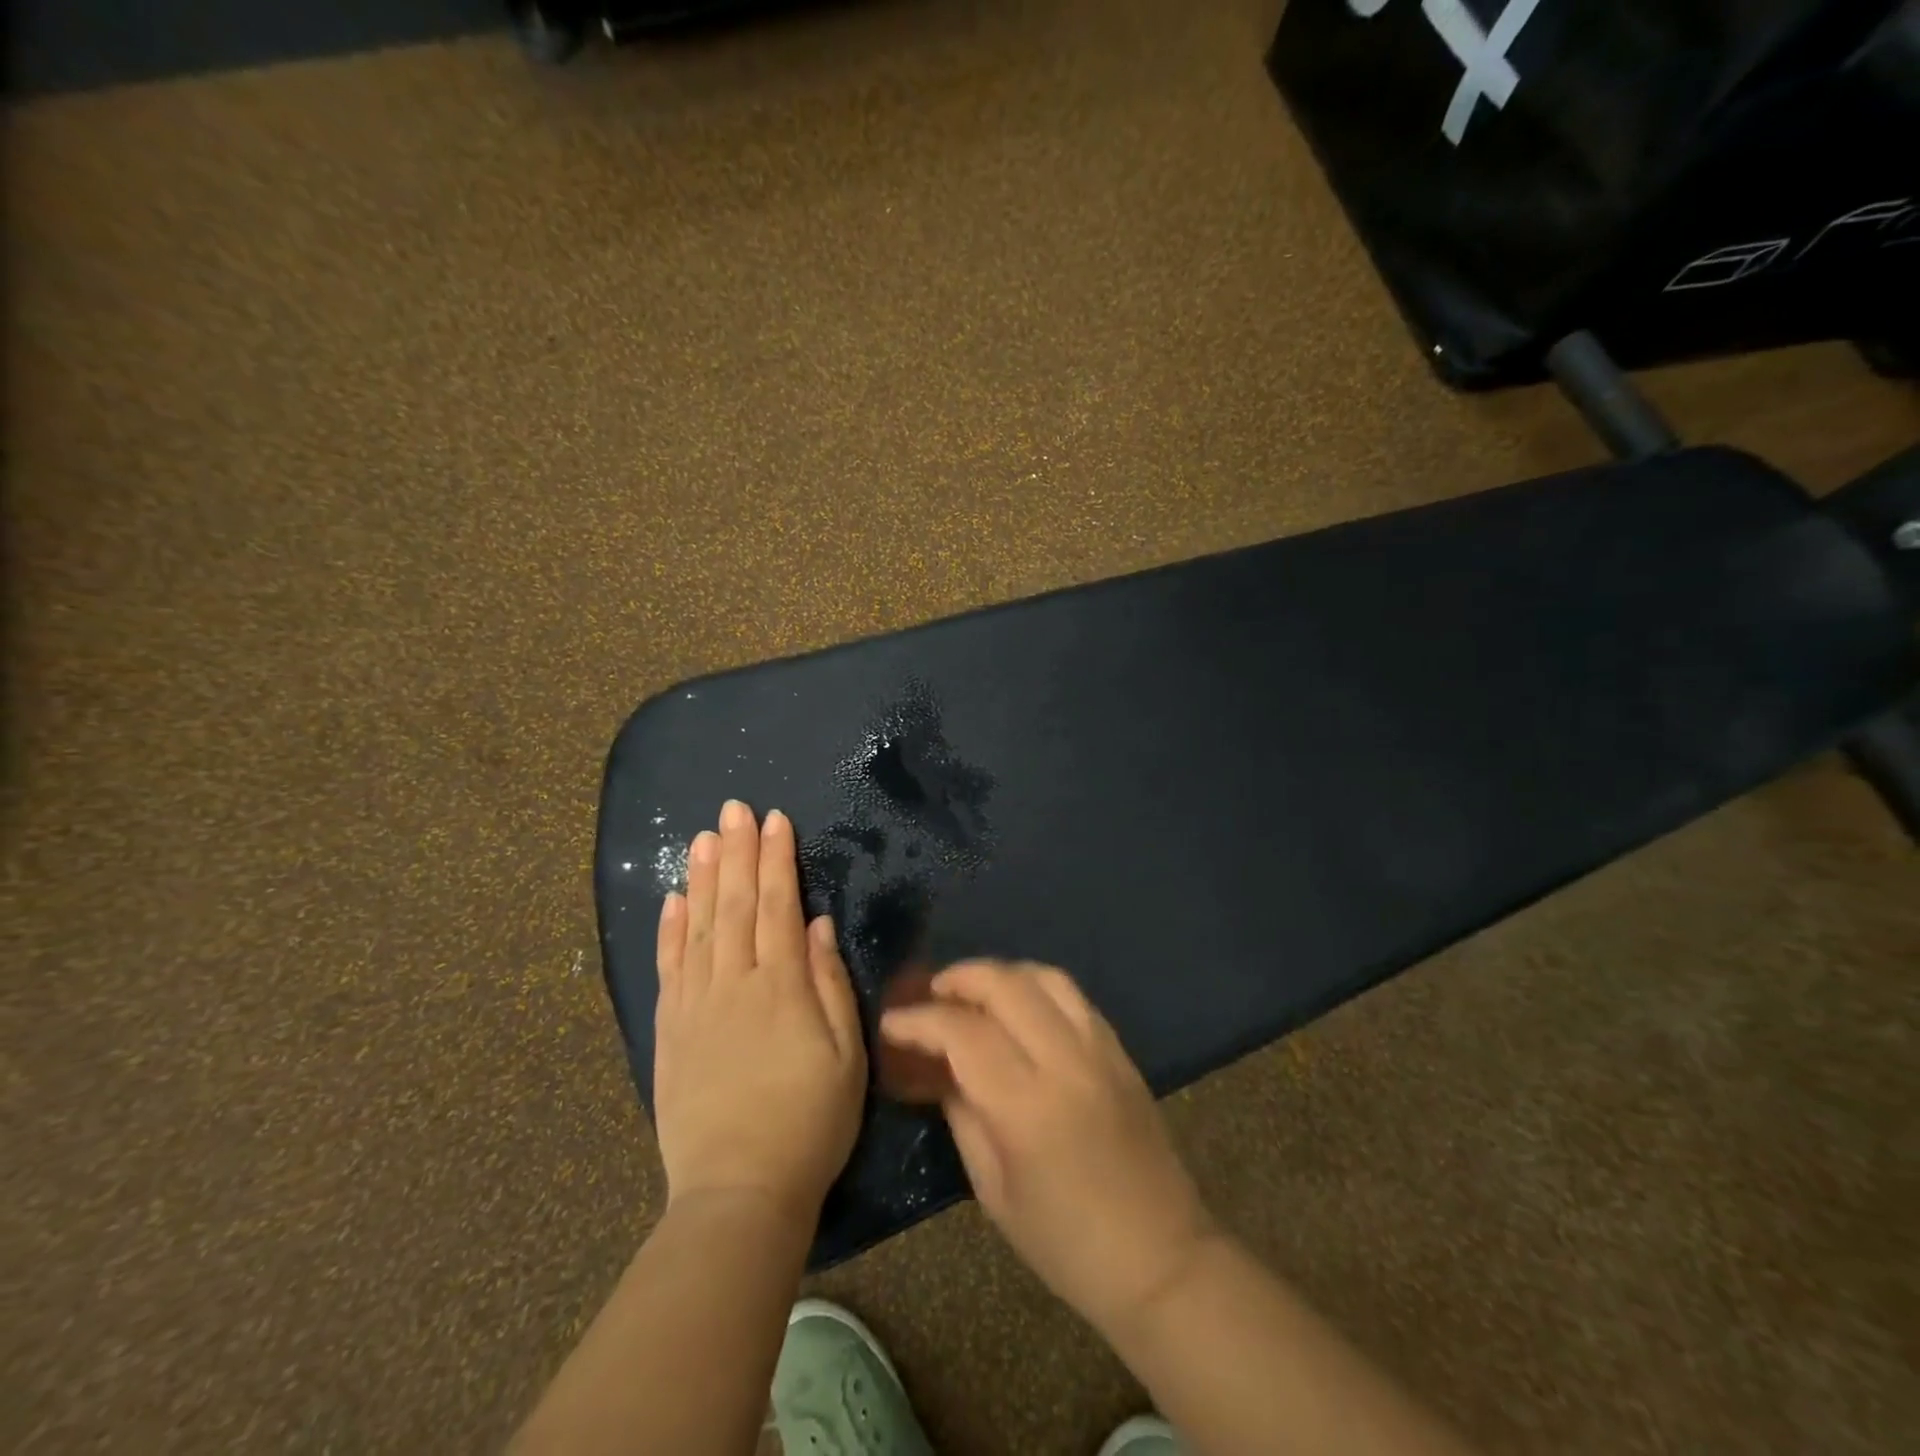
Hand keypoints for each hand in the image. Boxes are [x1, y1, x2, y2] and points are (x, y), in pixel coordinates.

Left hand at [652, 801, 865, 1224]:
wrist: (739, 1191)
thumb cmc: (810, 1122)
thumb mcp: (846, 1055)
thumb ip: (829, 983)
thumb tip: (816, 925)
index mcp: (781, 987)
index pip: (777, 906)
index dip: (777, 860)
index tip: (775, 820)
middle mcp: (733, 984)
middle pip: (734, 905)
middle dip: (737, 852)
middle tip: (734, 810)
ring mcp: (695, 1005)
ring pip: (697, 926)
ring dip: (701, 877)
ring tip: (702, 837)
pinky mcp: (669, 1030)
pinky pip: (668, 967)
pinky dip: (669, 929)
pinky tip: (671, 899)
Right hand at [880, 961, 1215, 1333]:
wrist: (1161, 1259)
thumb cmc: (1065, 1243)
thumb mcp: (994, 1190)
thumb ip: (963, 1114)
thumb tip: (938, 1067)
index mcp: (1027, 1106)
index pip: (963, 1032)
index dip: (919, 1020)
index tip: (892, 1022)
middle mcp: (1066, 1061)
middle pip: (1005, 984)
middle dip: (958, 978)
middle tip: (931, 995)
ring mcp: (1099, 1049)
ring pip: (1043, 976)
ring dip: (1000, 974)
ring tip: (973, 993)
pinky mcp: (1120, 1049)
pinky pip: (1073, 995)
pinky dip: (1036, 986)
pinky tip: (1019, 1007)